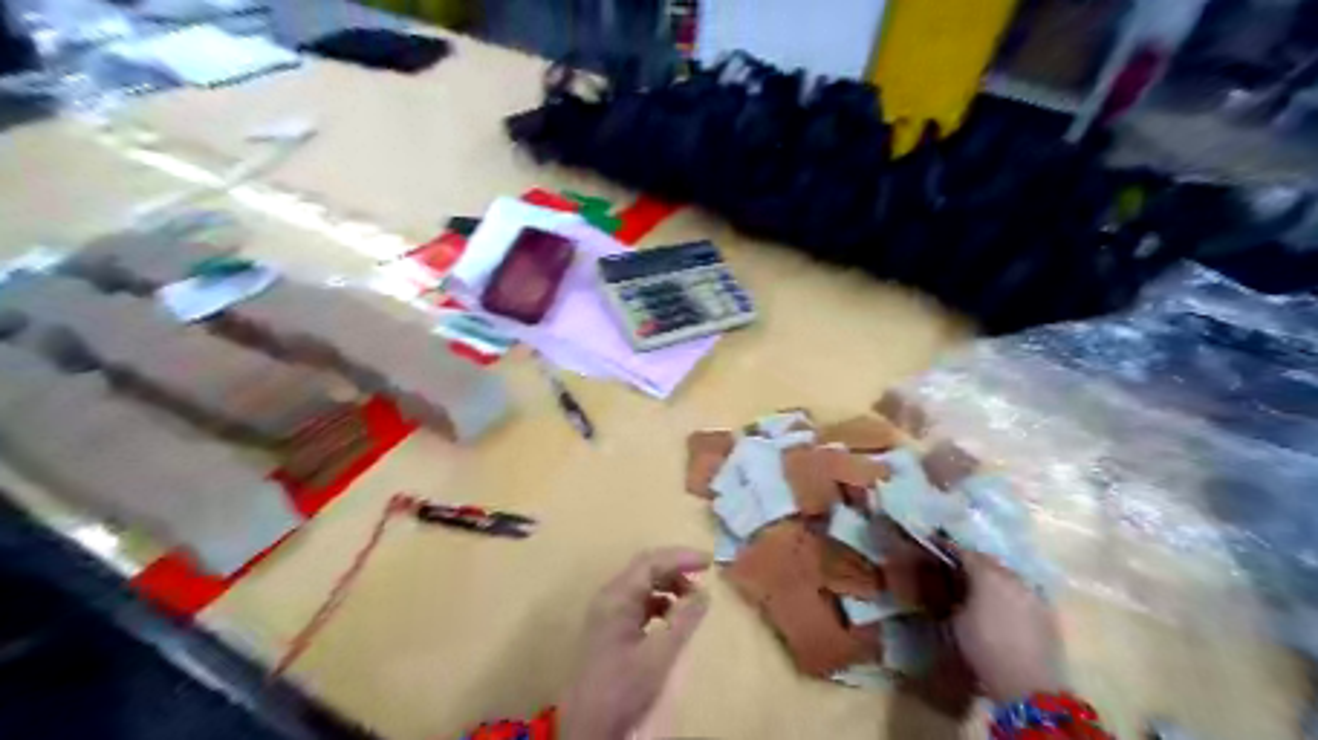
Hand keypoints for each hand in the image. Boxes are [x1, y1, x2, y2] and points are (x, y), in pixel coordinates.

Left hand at [560, 549, 717, 739]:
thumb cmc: (623, 687)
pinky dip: (659, 602)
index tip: (709, 563)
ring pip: (642, 585)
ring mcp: (607, 612)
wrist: (589, 726)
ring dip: (668, 585)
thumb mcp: (660, 655)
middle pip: (645, 569)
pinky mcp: (610, 628)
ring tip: (692, 599)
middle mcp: (609, 597)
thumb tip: (704, 593)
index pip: (651, 561)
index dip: (681, 557)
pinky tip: (673, 617)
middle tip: (704, 575)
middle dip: (676, 568)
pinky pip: (638, 602)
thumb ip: (683, 621)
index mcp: (617, 597)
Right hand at [947, 550, 1057, 697]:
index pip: (965, 552)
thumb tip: (958, 588)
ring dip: (995, 576)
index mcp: (988, 575)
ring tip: (981, 585)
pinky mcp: (1048, 612)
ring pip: (1009, 576)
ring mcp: (1034, 594)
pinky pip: (1023, 593)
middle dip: (975, 561)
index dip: (949, 547)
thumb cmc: (984, 647)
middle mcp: (1013, 577)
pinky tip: (1003, 604)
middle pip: (990, 561)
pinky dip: (1011, 593)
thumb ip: (957, 596)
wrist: (1028, 683)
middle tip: (959, 565)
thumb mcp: (957, 620)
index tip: (937, 544)